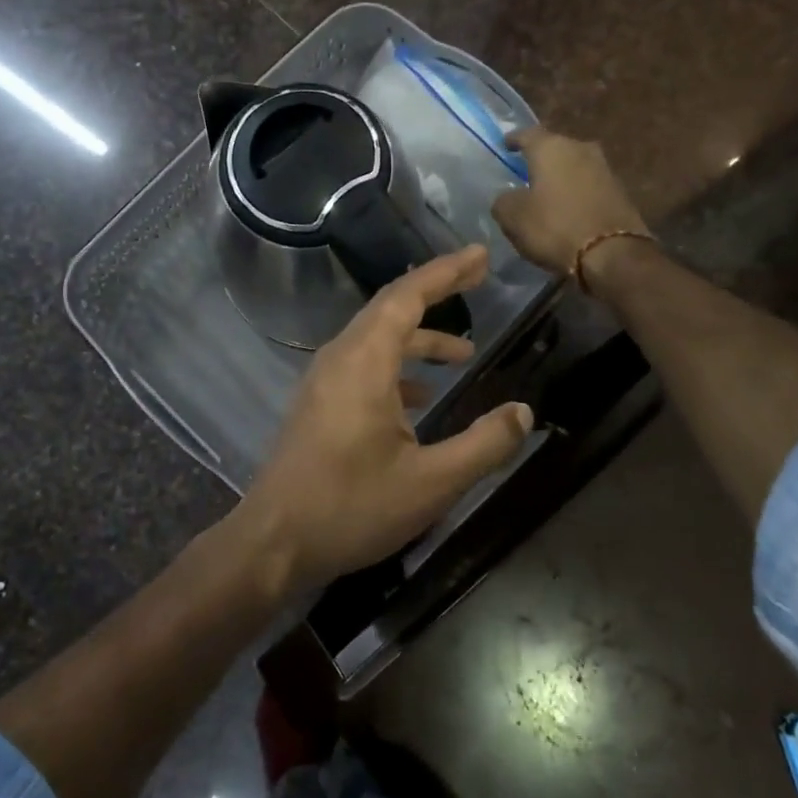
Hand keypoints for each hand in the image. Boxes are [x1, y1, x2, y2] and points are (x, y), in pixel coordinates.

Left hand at [237, 246, 533, 592]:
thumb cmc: (351, 508)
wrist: (274, 542)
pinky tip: (420, 400)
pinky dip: (396, 369)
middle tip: (476, 279)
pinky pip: (362, 367)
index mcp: (364, 363)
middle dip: (435, 292)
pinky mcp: (317, 405)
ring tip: (461, 355)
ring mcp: (323, 381)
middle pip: (390, 308)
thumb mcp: (431, 483)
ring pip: (375, 340)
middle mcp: (340, 359)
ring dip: (418, 339)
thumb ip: (483, 444)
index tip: (480, 256)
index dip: (446, 272)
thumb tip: (523, 412)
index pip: (407, 296)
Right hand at [492, 126, 647, 276]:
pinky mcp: (619, 191)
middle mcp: (580, 149)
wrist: (612, 253)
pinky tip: (567, 207)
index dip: (513, 139)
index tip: (505, 145)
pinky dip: (575, 192)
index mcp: (551, 148)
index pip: (527, 133)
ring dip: (560, 176)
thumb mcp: (513, 218)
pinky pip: (588, 185)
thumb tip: (508, 197)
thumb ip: (503, 201)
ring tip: (545, 192)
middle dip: (539, 158)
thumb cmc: (555, 227)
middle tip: (525, 171)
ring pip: (573, 166)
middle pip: (554, 147)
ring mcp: (604, 168)